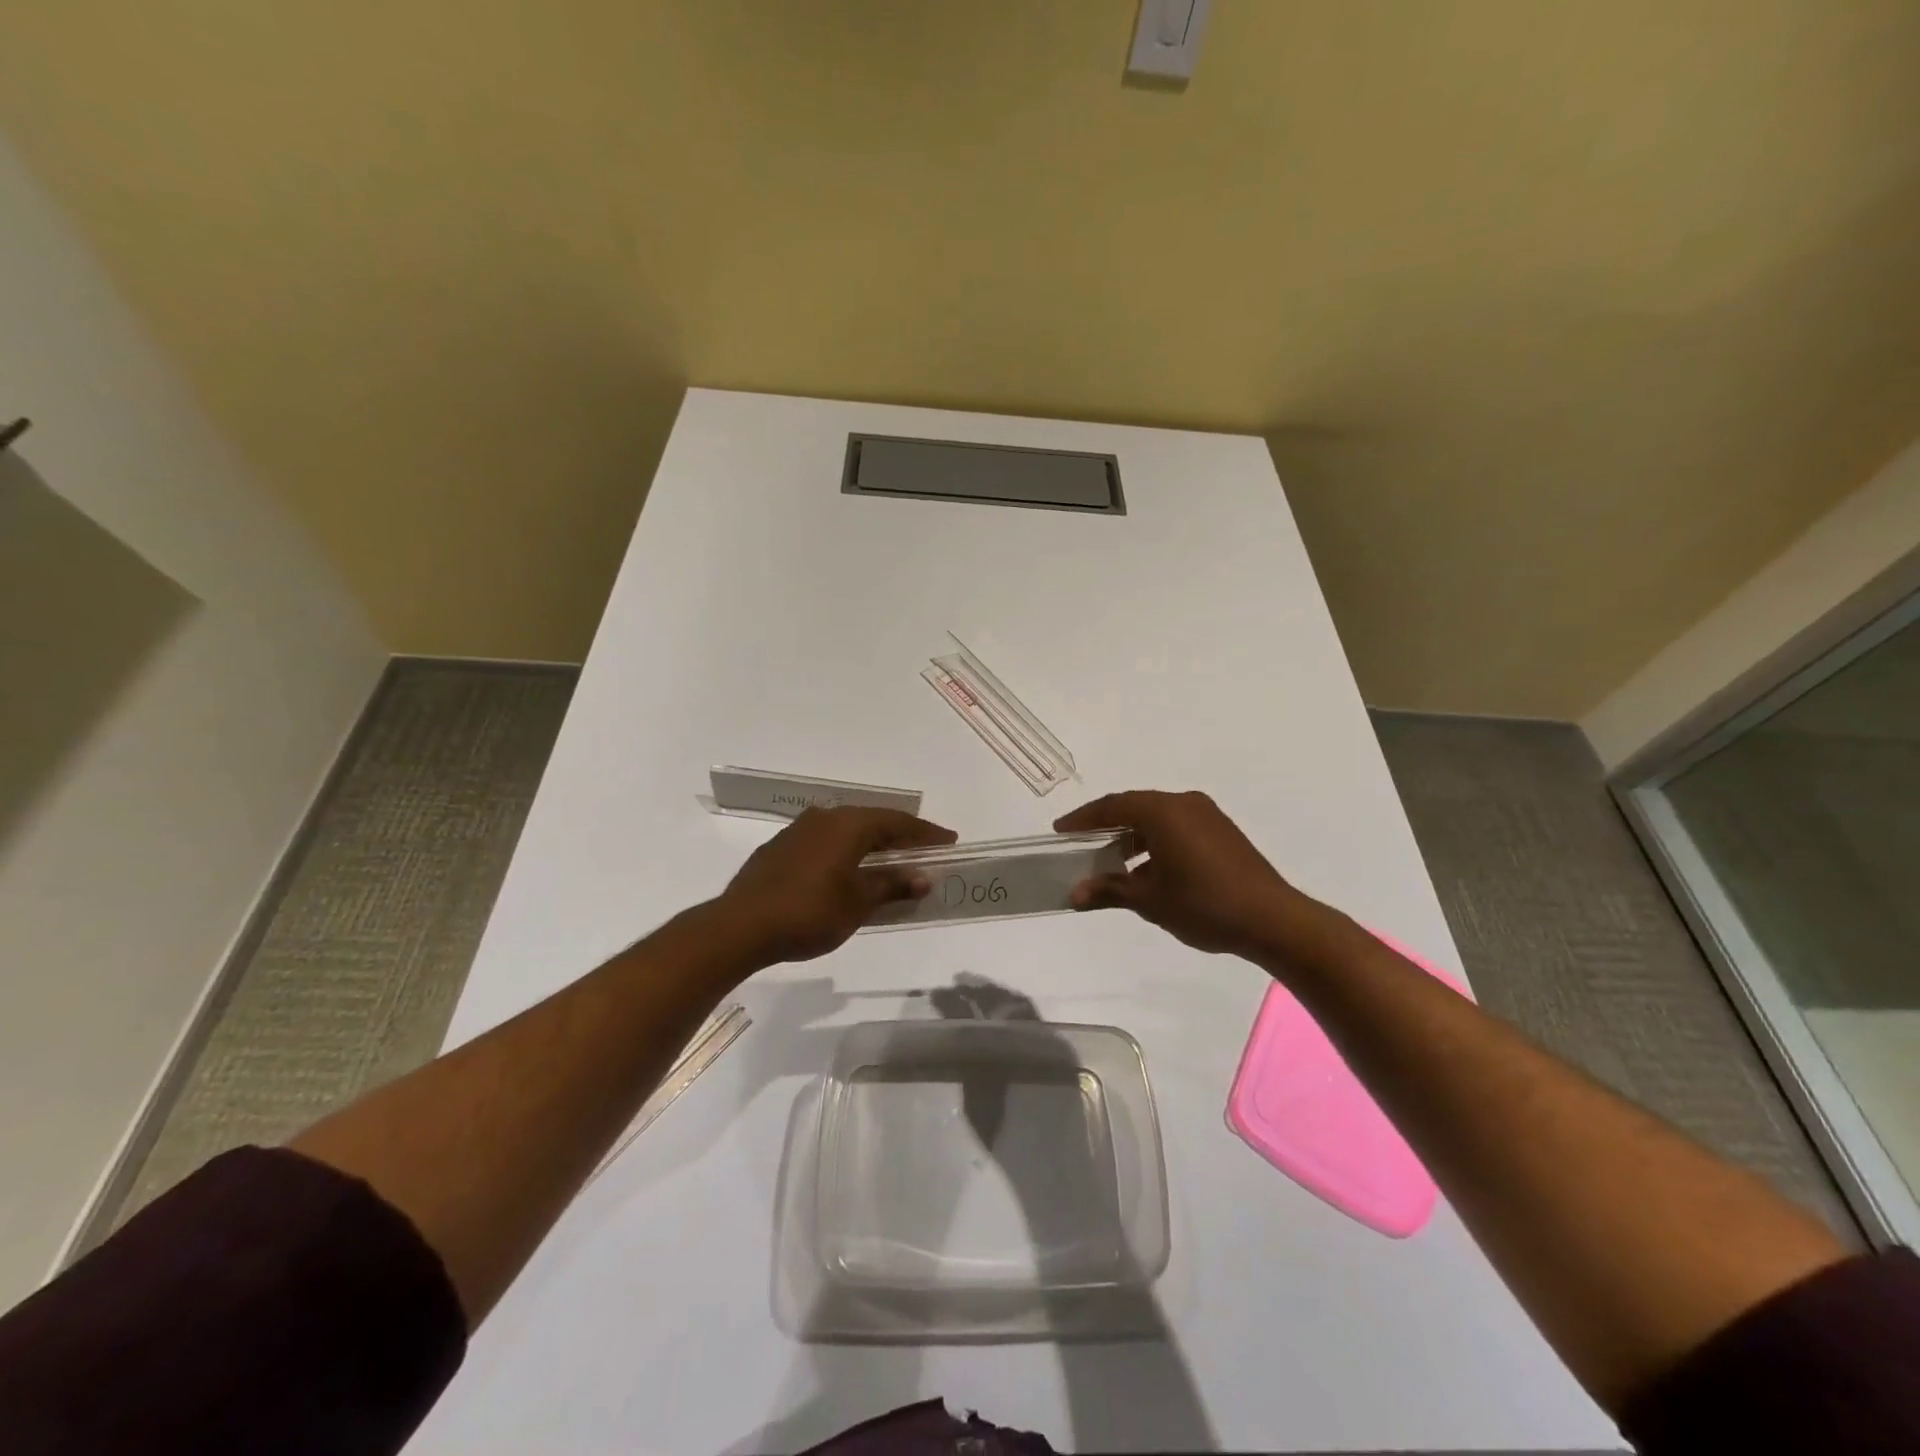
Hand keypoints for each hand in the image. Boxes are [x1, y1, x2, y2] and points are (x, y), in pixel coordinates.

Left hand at [714, 806, 956, 963]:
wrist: (741, 926)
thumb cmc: (809, 912)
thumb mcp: (858, 902)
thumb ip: (892, 885)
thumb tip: (923, 877)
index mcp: (848, 825)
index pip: (897, 822)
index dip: (926, 832)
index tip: (949, 840)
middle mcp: (824, 818)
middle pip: (872, 822)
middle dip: (900, 836)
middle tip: (924, 850)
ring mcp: (798, 831)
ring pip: (846, 830)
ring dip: (871, 844)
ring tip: (890, 860)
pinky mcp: (781, 848)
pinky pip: (825, 842)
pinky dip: (846, 852)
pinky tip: (849, 870)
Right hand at [1053, 790, 1321, 958]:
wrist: (1272, 919)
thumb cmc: (1203, 904)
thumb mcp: (1149, 900)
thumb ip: (1109, 890)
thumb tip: (1074, 894)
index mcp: (1163, 811)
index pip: (1112, 807)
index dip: (1083, 819)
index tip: (1060, 832)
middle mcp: (1184, 803)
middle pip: (1134, 807)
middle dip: (1106, 826)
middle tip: (1081, 844)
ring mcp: (1207, 816)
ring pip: (1157, 818)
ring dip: (1132, 836)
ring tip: (1111, 861)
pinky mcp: (1222, 832)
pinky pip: (1177, 827)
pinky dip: (1155, 841)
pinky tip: (1148, 870)